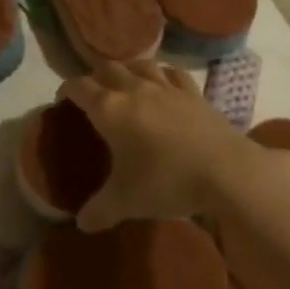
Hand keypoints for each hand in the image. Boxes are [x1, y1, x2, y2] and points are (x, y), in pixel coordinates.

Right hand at [61, 61, 252, 231]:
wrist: (226, 171)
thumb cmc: (167, 181)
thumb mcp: (126, 202)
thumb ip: (99, 210)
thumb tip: (82, 224)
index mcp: (109, 109)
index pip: (79, 87)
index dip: (67, 89)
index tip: (63, 99)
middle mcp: (134, 89)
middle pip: (107, 68)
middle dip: (95, 76)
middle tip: (92, 94)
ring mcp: (166, 87)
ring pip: (139, 64)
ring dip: (127, 69)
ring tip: (125, 82)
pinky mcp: (193, 93)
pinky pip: (172, 73)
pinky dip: (162, 73)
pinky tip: (163, 82)